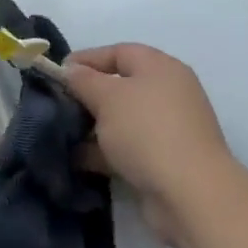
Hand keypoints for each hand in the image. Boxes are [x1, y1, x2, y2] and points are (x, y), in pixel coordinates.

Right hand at [63, 44, 238, 245]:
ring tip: (63, 134)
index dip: (87, 59)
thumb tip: (71, 70)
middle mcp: (167, 92)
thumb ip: (84, 80)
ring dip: (94, 127)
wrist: (190, 195)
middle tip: (59, 105)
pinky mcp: (164, 160)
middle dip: (88, 95)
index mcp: (160, 67)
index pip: (118, 52)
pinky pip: (128, 148)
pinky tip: (78, 160)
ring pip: (123, 120)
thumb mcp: (107, 97)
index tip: (57, 73)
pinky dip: (105, 152)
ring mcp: (168, 128)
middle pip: (120, 85)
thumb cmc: (147, 131)